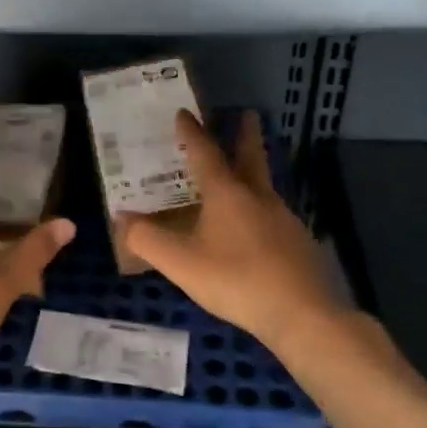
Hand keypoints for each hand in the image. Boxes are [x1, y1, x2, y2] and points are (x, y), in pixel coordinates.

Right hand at [119, 111, 383, 364]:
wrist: (303, 314)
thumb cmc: (236, 280)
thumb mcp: (181, 263)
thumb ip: (147, 240)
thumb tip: (123, 219)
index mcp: (227, 193)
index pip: (205, 153)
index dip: (192, 133)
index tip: (184, 113)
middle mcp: (257, 197)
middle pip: (251, 158)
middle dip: (246, 135)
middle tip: (247, 114)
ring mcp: (283, 219)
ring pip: (263, 186)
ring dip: (252, 172)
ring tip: (241, 174)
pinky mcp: (298, 243)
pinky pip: (272, 214)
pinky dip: (258, 208)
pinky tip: (254, 227)